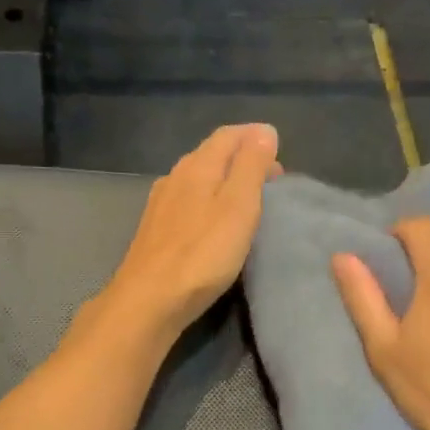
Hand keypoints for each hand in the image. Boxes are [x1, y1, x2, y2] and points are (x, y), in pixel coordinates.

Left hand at [87, 124, 281, 346]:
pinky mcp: (157, 229)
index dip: (255, 136)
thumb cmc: (202, 253)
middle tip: (274, 177)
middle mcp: (176, 176)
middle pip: (212, 153)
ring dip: (227, 179)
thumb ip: (251, 166)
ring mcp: (162, 203)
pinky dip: (211, 198)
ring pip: (200, 177)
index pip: (228, 135)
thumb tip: (264, 130)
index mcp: (197, 166)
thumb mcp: (238, 206)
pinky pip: (190, 200)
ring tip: (251, 197)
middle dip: (244, 157)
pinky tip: (217, 219)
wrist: (149, 300)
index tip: (279, 148)